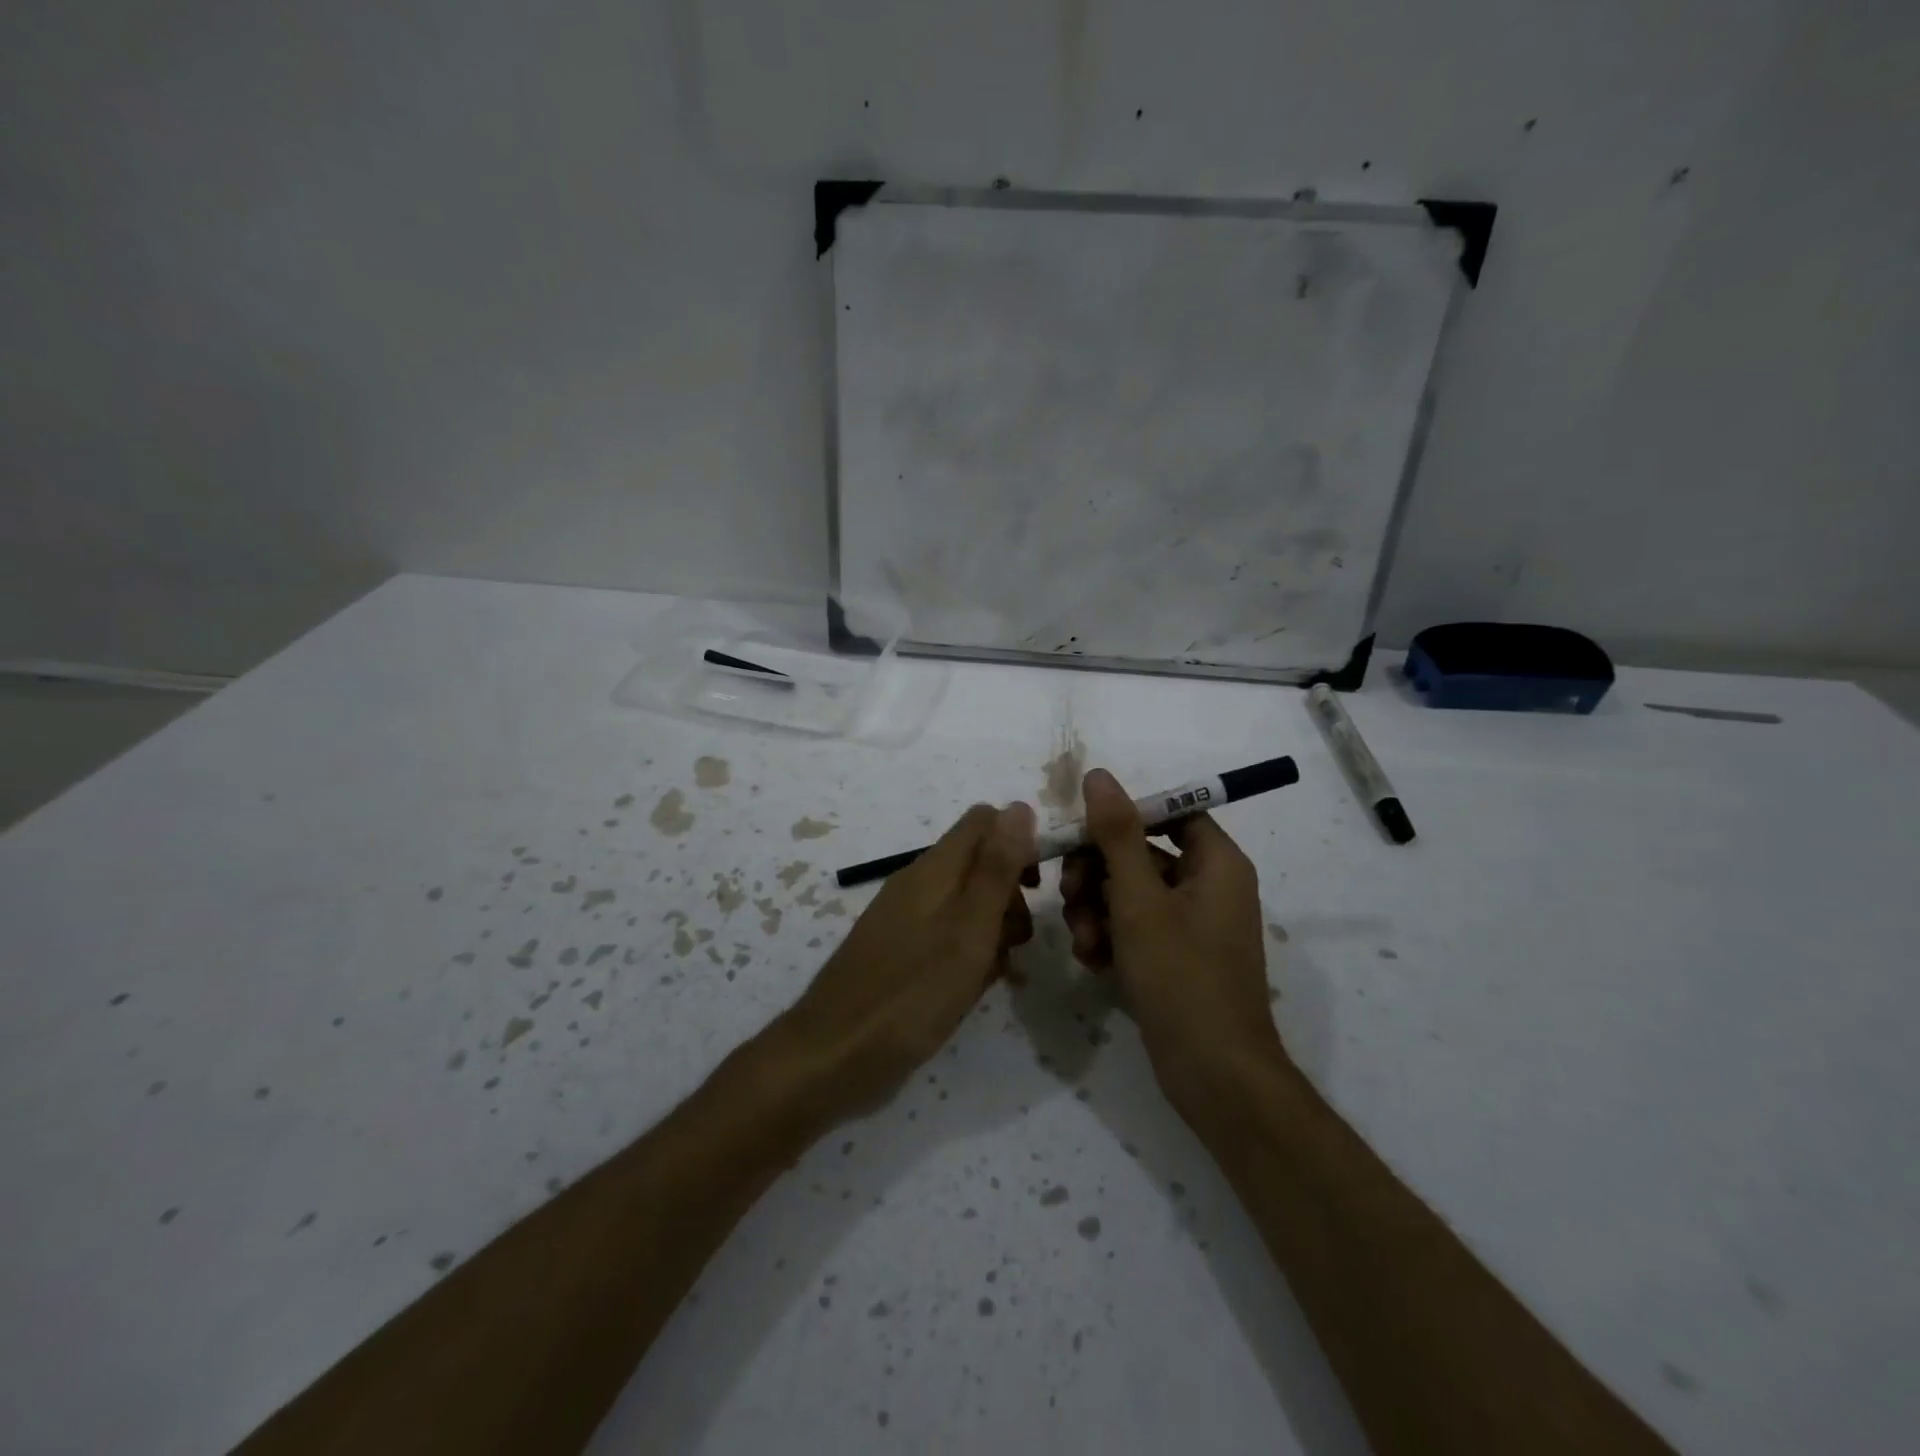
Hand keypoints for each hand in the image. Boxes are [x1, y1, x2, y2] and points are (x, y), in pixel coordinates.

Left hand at [779, 803, 1037, 1118]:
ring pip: (966, 904)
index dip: (1018, 843)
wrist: (833, 1056)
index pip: (984, 821)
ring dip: (992, 930)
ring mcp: (905, 919)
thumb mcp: (969, 929)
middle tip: (1017, 941)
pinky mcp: (899, 953)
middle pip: (979, 864)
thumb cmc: (911, 993)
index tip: (1036, 888)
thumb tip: (1019, 806)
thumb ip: (996, 869)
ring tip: (997, 973)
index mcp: (935, 869)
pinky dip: (967, 954)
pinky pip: (946, 937)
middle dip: (1009, 896)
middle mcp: (918, 884)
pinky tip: (973, 989)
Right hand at [1060, 768, 1283, 1114]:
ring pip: (1131, 892)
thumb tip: (1099, 775)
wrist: (1214, 1075)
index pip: (1169, 812)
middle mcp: (1208, 885)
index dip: (1124, 816)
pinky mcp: (1176, 956)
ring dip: (1097, 909)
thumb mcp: (1139, 900)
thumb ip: (1117, 835)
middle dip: (1098, 872)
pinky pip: (1136, 927)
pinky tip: (1093, 961)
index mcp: (1216, 862)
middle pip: (1142, 852)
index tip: (1082, 832)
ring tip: (1082, 941)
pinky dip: (1111, 936)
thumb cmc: (1181, 976)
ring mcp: (1193, 924)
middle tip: (1070, 894)